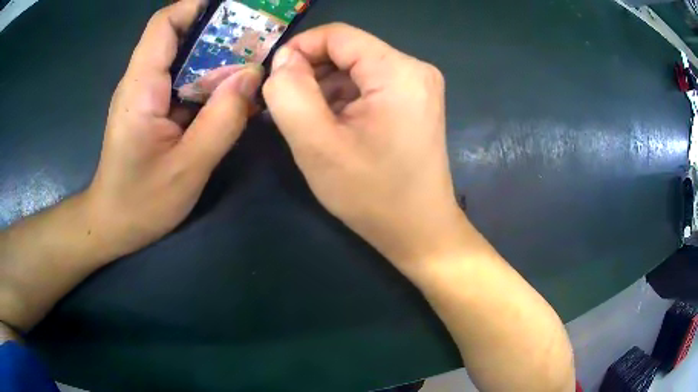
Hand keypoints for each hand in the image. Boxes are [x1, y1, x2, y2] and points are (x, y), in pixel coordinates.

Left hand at [84, 0, 262, 258]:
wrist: (112, 224)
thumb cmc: (141, 203)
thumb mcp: (188, 168)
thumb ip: (223, 120)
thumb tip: (253, 76)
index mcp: (141, 88)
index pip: (164, 25)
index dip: (196, 6)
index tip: (234, 9)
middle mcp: (140, 82)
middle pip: (177, 36)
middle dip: (218, 31)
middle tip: (256, 38)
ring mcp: (145, 95)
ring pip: (182, 58)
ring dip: (216, 56)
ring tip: (251, 64)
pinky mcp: (151, 108)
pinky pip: (182, 81)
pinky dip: (207, 80)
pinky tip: (229, 94)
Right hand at [263, 24, 466, 272]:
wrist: (419, 230)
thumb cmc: (372, 195)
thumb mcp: (317, 146)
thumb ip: (290, 94)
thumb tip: (284, 60)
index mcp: (398, 71)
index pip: (337, 35)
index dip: (299, 49)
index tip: (275, 80)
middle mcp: (414, 69)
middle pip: (347, 50)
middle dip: (311, 73)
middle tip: (289, 109)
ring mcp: (418, 85)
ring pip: (355, 69)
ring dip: (325, 89)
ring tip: (310, 123)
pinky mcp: (414, 101)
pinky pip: (368, 85)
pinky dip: (343, 99)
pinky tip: (333, 126)